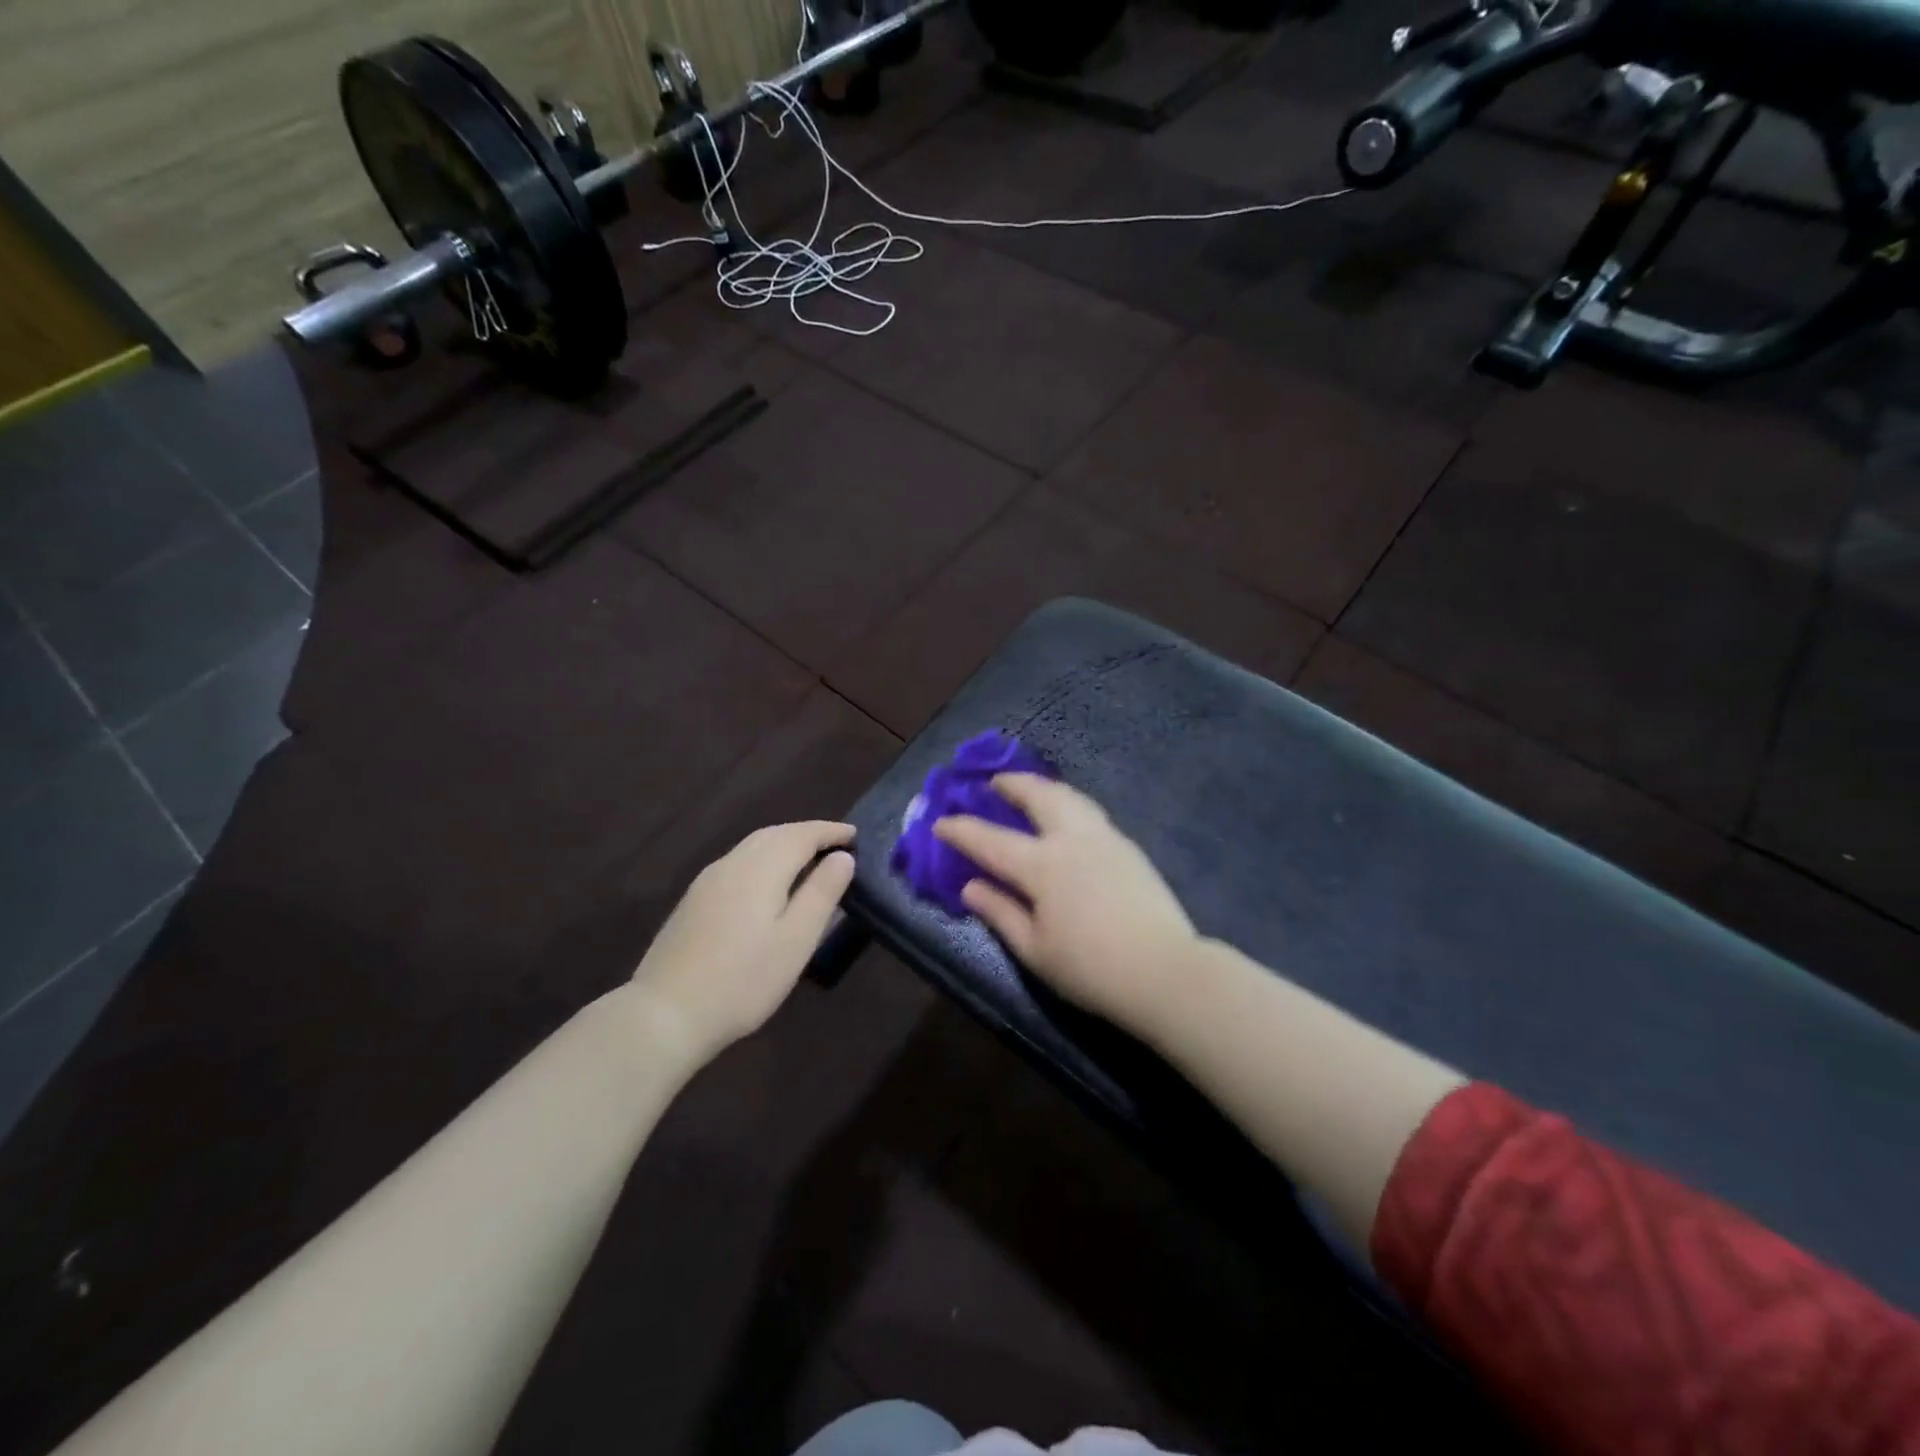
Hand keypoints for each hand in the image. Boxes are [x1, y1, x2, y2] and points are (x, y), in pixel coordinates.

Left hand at [630, 822, 855, 1063]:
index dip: (830, 832)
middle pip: (775, 834)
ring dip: (784, 844)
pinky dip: (763, 860)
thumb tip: (842, 858)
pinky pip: (738, 863)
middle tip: (835, 844)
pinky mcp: (694, 901)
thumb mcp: (797, 940)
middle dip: (807, 834)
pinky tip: (768, 884)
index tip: (855, 835)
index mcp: (761, 868)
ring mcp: (707, 881)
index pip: (802, 835)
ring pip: (753, 847)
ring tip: (808, 860)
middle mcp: (732, 864)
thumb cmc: (743, 980)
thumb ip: (822, 893)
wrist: (665, 1014)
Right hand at [934, 776, 1195, 1032]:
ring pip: (1069, 796)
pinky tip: (1066, 816)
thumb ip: (1000, 913)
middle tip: (994, 782)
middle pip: (1038, 796)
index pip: (991, 840)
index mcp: (1042, 866)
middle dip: (1011, 784)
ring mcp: (1105, 838)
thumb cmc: (1090, 969)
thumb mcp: (1034, 950)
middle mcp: (1072, 839)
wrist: (1164, 971)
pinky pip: (1089, 810)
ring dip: (1043, 787)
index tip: (940, 822)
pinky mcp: (1128, 847)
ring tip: (1030, 789)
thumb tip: (970, 886)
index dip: (962, 830)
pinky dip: (1067, 802)